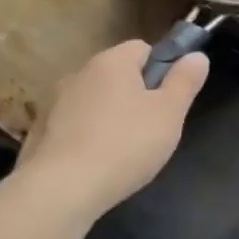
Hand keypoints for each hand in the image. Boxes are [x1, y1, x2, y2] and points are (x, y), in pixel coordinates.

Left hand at [16, 41, 209, 217]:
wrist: (62, 189)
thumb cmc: (127, 143)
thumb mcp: (170, 112)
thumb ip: (185, 80)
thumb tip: (197, 56)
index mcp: (112, 62)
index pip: (143, 48)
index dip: (162, 69)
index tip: (171, 99)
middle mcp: (79, 74)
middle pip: (118, 75)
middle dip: (138, 94)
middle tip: (155, 126)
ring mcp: (55, 103)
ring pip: (97, 100)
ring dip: (113, 115)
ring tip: (126, 148)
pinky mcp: (42, 132)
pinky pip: (76, 124)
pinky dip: (89, 135)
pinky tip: (99, 161)